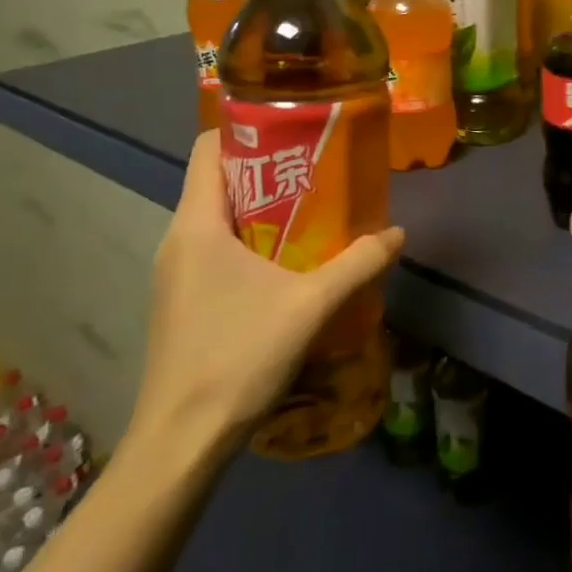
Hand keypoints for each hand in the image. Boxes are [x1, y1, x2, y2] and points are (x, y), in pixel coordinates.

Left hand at [128, 130, 404, 461]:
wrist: (181, 442)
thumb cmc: (237, 357)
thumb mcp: (310, 305)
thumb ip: (357, 264)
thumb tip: (396, 233)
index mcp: (197, 224)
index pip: (209, 148)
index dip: (248, 129)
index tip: (294, 130)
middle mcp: (178, 240)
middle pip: (218, 181)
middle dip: (268, 170)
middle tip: (320, 170)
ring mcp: (175, 274)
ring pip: (218, 219)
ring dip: (263, 210)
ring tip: (313, 212)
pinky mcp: (181, 302)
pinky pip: (215, 251)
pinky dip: (250, 243)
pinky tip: (288, 265)